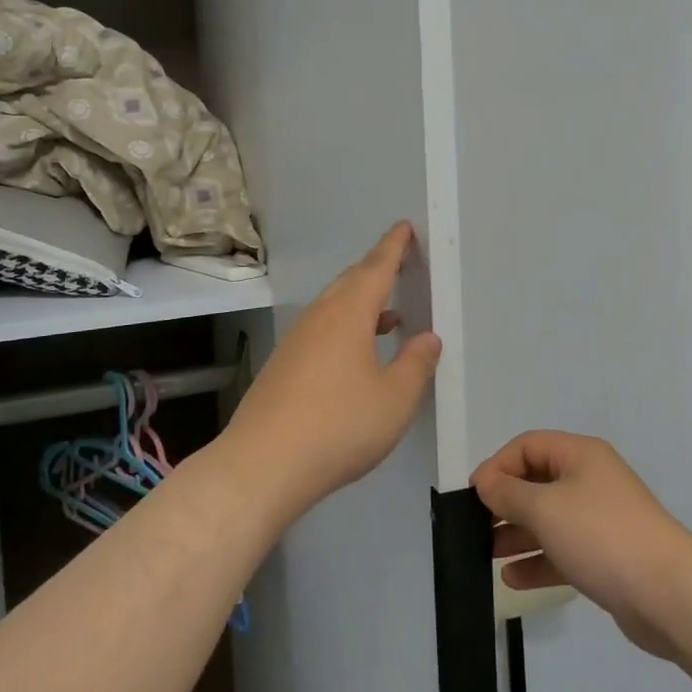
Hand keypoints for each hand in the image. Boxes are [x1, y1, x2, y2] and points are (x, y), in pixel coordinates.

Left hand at [224, 222, 441, 522]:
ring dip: (362, 304)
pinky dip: (345, 328)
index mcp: (348, 313)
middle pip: (350, 282)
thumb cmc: (340, 425)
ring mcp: (296, 341)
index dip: (393, 246)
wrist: (263, 464)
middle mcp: (319, 317)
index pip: (375, 268)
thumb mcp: (395, 399)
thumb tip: (428, 338)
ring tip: (390, 316)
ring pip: (334, 308)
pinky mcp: (283, 366)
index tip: (403, 227)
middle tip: (398, 263)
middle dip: (376, 270)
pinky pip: (322, 330)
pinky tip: (356, 355)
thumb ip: (416, 364)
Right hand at [472, 431, 691, 661]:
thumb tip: (485, 483)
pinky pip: (563, 551)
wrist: (671, 595)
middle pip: (537, 482)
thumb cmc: (602, 536)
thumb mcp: (545, 508)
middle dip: (505, 503)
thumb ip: (508, 494)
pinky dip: (538, 561)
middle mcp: (591, 480)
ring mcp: (601, 520)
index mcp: (580, 455)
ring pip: (549, 519)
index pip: (527, 446)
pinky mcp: (607, 557)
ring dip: (517, 535)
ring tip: (487, 555)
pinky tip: (512, 580)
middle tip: (476, 526)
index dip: (497, 466)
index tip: (474, 495)